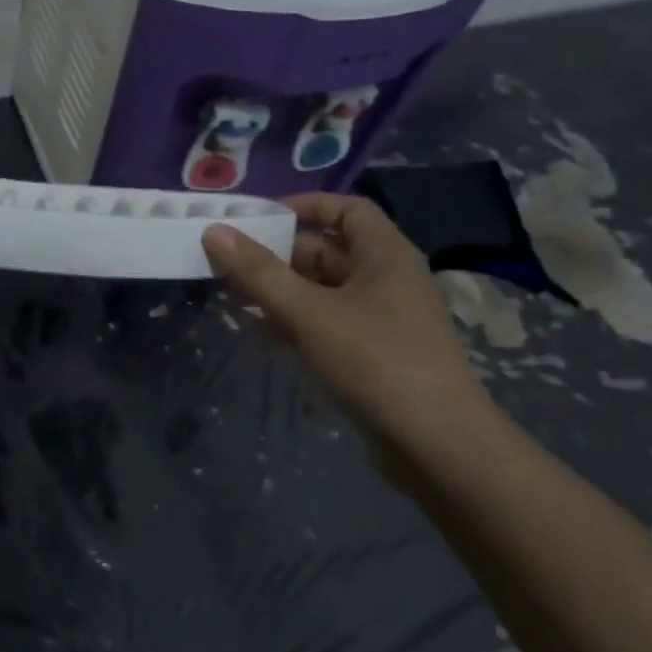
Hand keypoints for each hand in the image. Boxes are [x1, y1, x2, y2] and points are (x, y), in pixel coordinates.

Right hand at [202, 193, 493, 447]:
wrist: (437, 446)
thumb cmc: (375, 361)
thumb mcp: (308, 312)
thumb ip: (259, 272)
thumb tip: (214, 231)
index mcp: (384, 254)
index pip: (346, 208)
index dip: (304, 205)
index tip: (258, 218)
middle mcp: (386, 278)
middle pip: (326, 250)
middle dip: (278, 255)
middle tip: (229, 263)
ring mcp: (380, 318)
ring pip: (322, 289)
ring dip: (280, 291)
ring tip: (234, 297)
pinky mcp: (372, 352)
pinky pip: (326, 322)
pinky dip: (295, 321)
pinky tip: (261, 333)